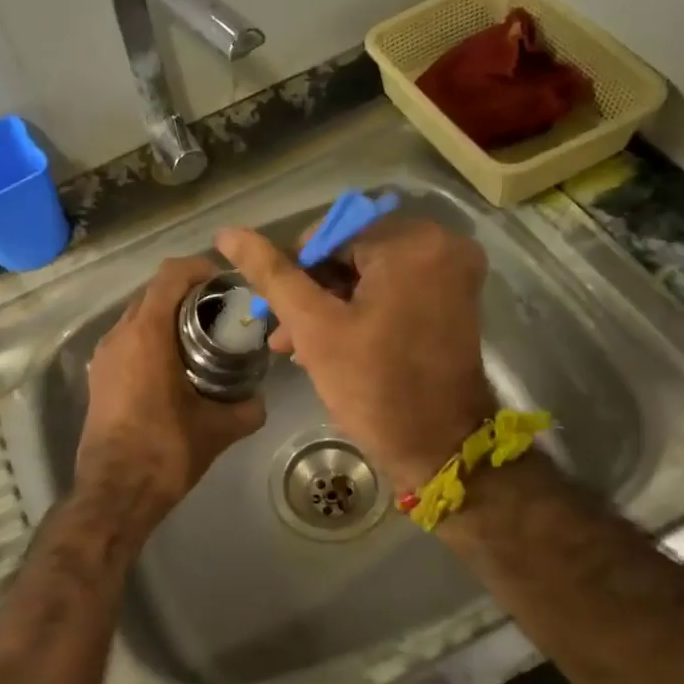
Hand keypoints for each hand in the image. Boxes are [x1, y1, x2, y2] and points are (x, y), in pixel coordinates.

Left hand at [75, 256, 266, 520]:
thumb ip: (247, 408)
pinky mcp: (98, 377)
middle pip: (153, 293)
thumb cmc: (166, 452)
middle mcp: (119, 335)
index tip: (225, 283)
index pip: (170, 275)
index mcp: (146, 335)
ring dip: (167, 318)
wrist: (114, 493)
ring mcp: (103, 356)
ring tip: (201, 338)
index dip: (199, 268)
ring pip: (137, 317)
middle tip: (221, 312)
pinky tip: (176, 366)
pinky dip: (151, 339)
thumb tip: (259, 399)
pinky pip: (127, 341)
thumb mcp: (218, 429)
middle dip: (187, 294)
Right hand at [217, 218, 494, 488]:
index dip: (296, 270)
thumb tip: (228, 233)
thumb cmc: (374, 387)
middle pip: (353, 252)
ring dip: (331, 305)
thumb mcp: (314, 328)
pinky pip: (394, 288)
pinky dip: (362, 310)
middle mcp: (443, 244)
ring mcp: (454, 272)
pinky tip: (329, 344)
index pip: (332, 233)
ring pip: (371, 273)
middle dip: (313, 292)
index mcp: (413, 243)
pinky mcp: (455, 298)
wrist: (439, 449)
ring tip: (295, 346)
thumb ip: (271, 275)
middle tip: (284, 335)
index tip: (277, 311)